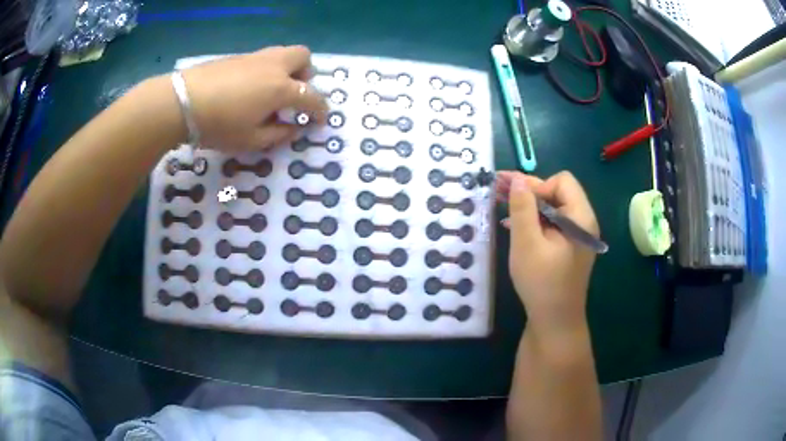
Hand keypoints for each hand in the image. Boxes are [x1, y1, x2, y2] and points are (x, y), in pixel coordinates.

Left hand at [179, 45, 327, 151]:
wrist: (182, 101)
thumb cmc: (219, 125)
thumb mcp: (250, 140)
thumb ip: (277, 134)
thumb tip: (292, 128)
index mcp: (281, 88)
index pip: (311, 96)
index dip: (320, 109)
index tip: (320, 119)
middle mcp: (273, 66)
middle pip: (303, 57)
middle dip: (306, 74)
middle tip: (294, 93)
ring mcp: (255, 58)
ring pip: (283, 53)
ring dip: (286, 69)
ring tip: (271, 91)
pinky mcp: (237, 57)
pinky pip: (262, 58)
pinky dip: (266, 70)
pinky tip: (248, 89)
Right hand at [497, 171, 598, 331]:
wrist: (555, 321)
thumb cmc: (541, 283)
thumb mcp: (527, 243)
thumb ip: (523, 208)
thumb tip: (517, 178)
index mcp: (581, 217)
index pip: (562, 181)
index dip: (537, 186)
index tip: (516, 201)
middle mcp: (584, 222)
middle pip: (559, 192)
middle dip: (530, 192)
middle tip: (501, 194)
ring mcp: (578, 235)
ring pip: (554, 207)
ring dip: (530, 207)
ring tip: (504, 210)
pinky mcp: (570, 246)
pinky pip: (554, 223)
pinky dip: (536, 221)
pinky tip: (517, 228)